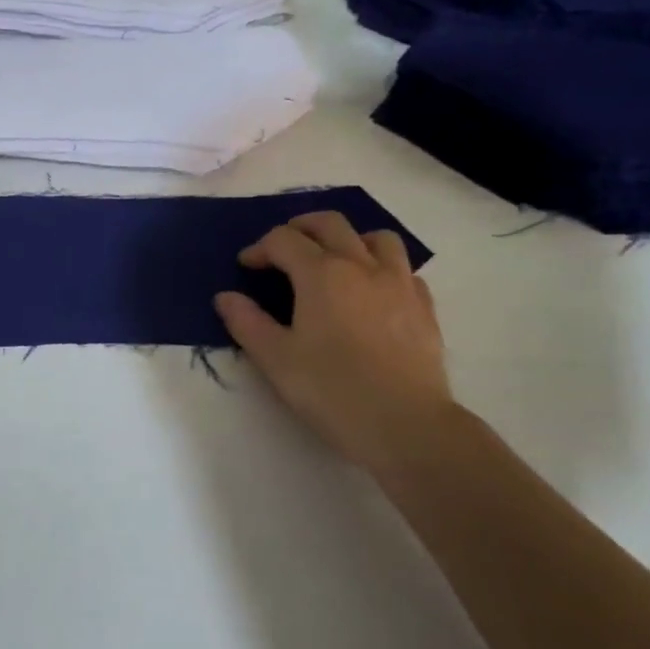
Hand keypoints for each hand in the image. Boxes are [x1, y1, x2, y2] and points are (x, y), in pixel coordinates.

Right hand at [214, 211, 455, 474]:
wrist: (406, 424)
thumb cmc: (332, 390)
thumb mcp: (276, 360)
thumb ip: (247, 322)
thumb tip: (225, 297)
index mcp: (322, 274)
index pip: (284, 240)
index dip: (259, 248)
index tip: (246, 267)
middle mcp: (362, 266)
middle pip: (330, 224)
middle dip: (300, 227)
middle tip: (282, 247)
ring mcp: (400, 283)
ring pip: (376, 238)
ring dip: (349, 239)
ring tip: (334, 260)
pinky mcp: (424, 307)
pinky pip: (404, 270)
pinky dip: (382, 269)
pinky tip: (373, 293)